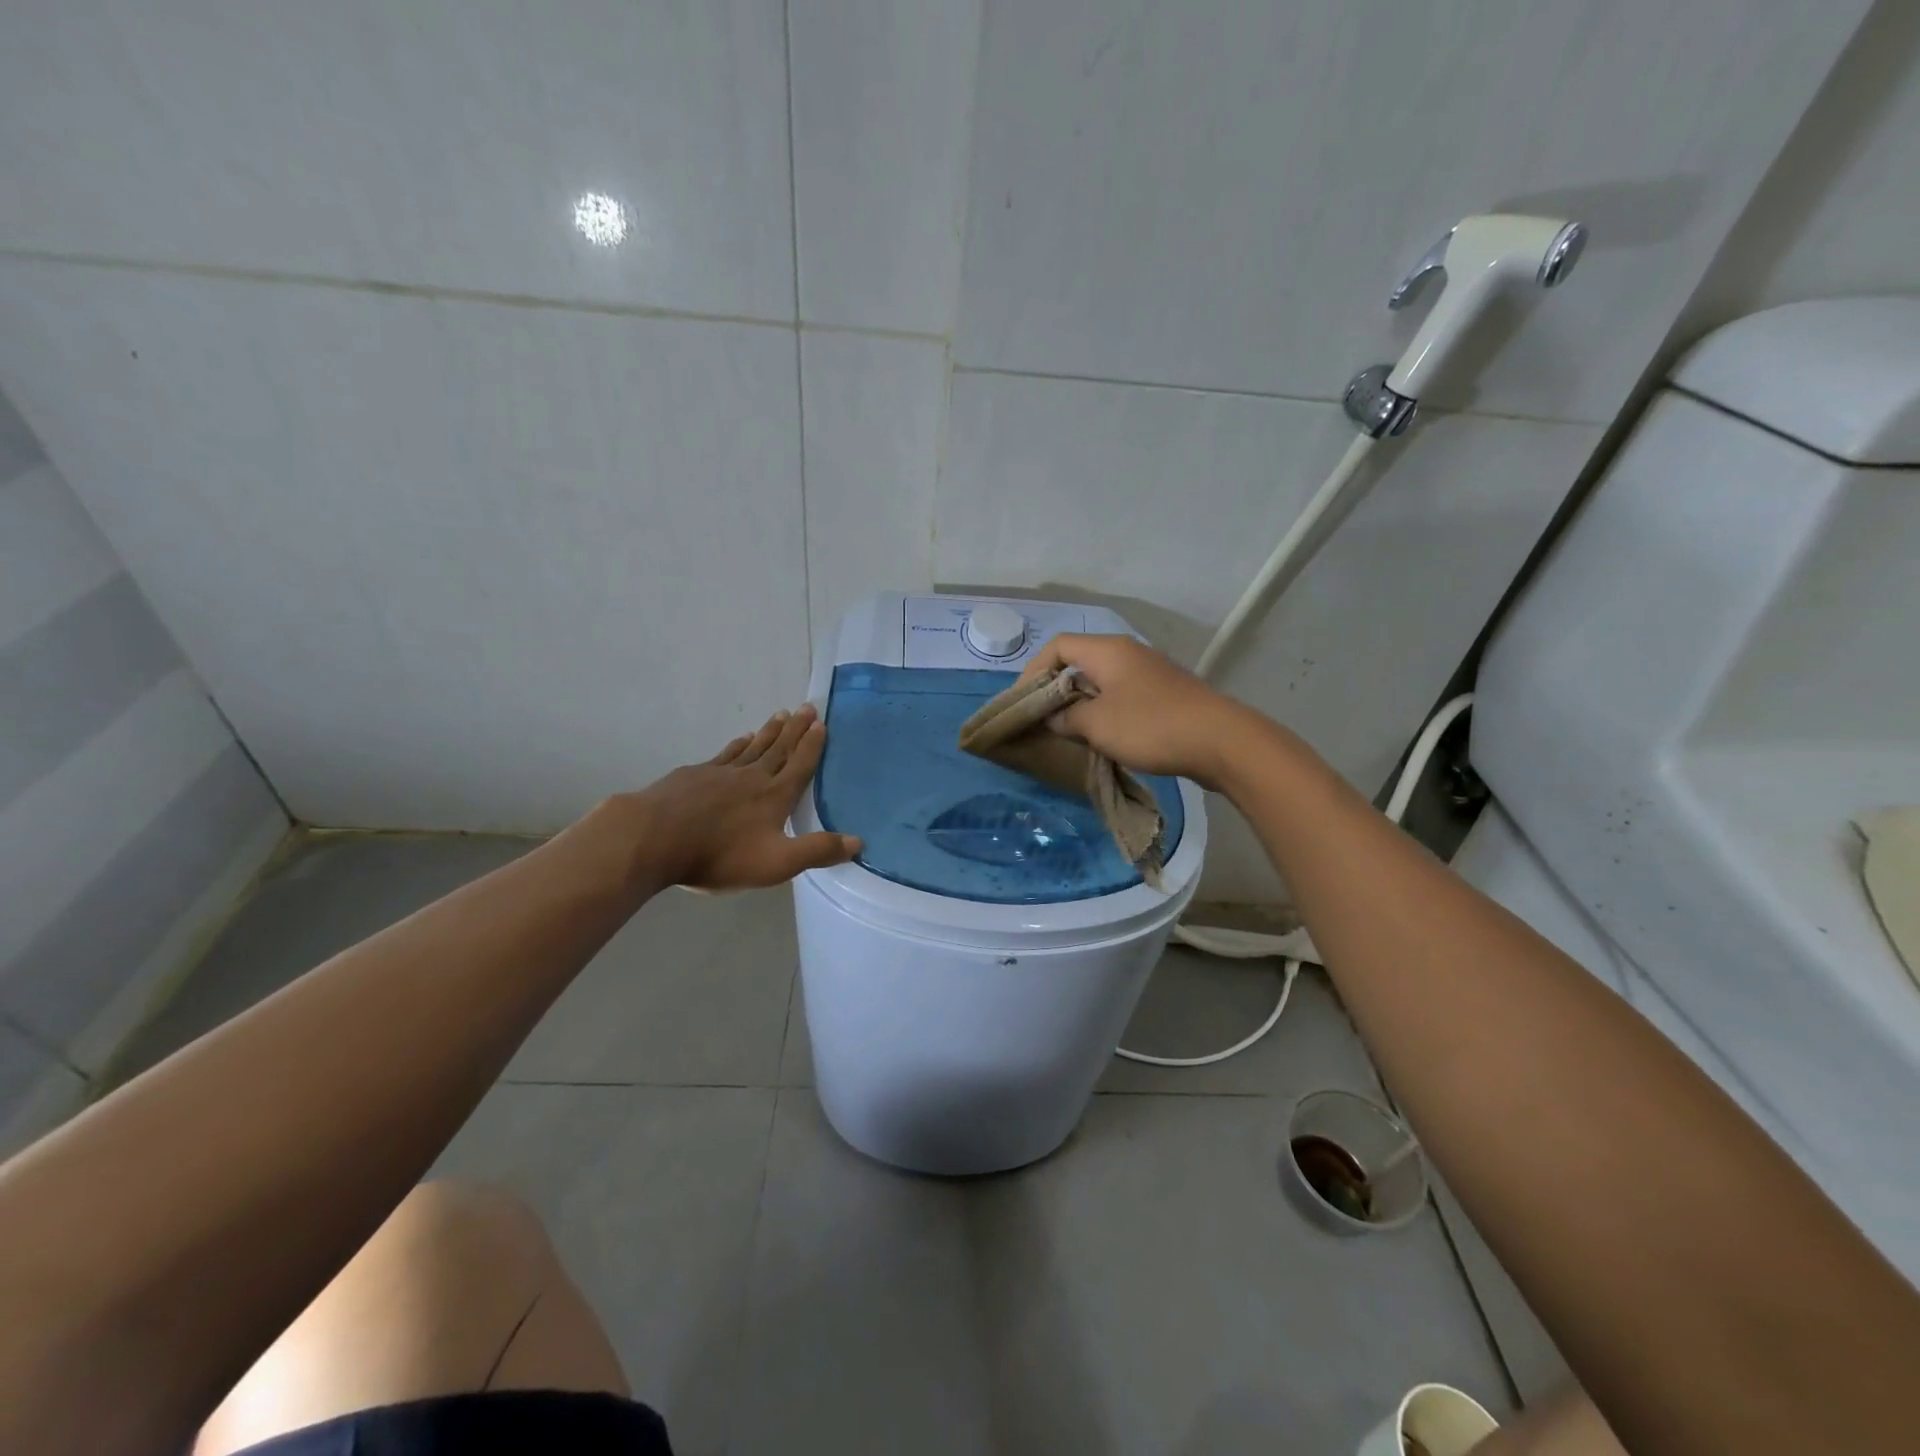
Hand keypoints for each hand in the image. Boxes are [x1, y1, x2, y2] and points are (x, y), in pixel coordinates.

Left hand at [622, 704, 859, 891]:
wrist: (654, 838)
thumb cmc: (720, 854)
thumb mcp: (777, 863)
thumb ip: (817, 851)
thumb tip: (859, 842)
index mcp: (775, 796)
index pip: (800, 765)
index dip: (812, 745)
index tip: (821, 723)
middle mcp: (752, 777)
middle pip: (779, 748)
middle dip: (795, 729)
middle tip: (806, 707)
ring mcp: (721, 773)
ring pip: (753, 747)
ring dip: (769, 731)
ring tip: (780, 715)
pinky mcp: (694, 775)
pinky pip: (725, 754)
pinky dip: (738, 744)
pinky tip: (740, 739)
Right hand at [1019, 634, 1264, 787]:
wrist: (1219, 741)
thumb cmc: (1149, 726)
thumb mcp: (1096, 724)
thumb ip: (1066, 718)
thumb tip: (1054, 717)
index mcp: (1107, 650)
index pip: (1057, 647)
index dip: (1033, 672)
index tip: (1023, 703)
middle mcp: (1127, 653)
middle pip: (1078, 662)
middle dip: (1055, 689)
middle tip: (1041, 718)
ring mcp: (1148, 672)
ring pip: (1101, 681)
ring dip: (1080, 703)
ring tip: (1067, 731)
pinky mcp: (1164, 693)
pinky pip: (1121, 695)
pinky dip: (1104, 710)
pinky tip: (1102, 736)